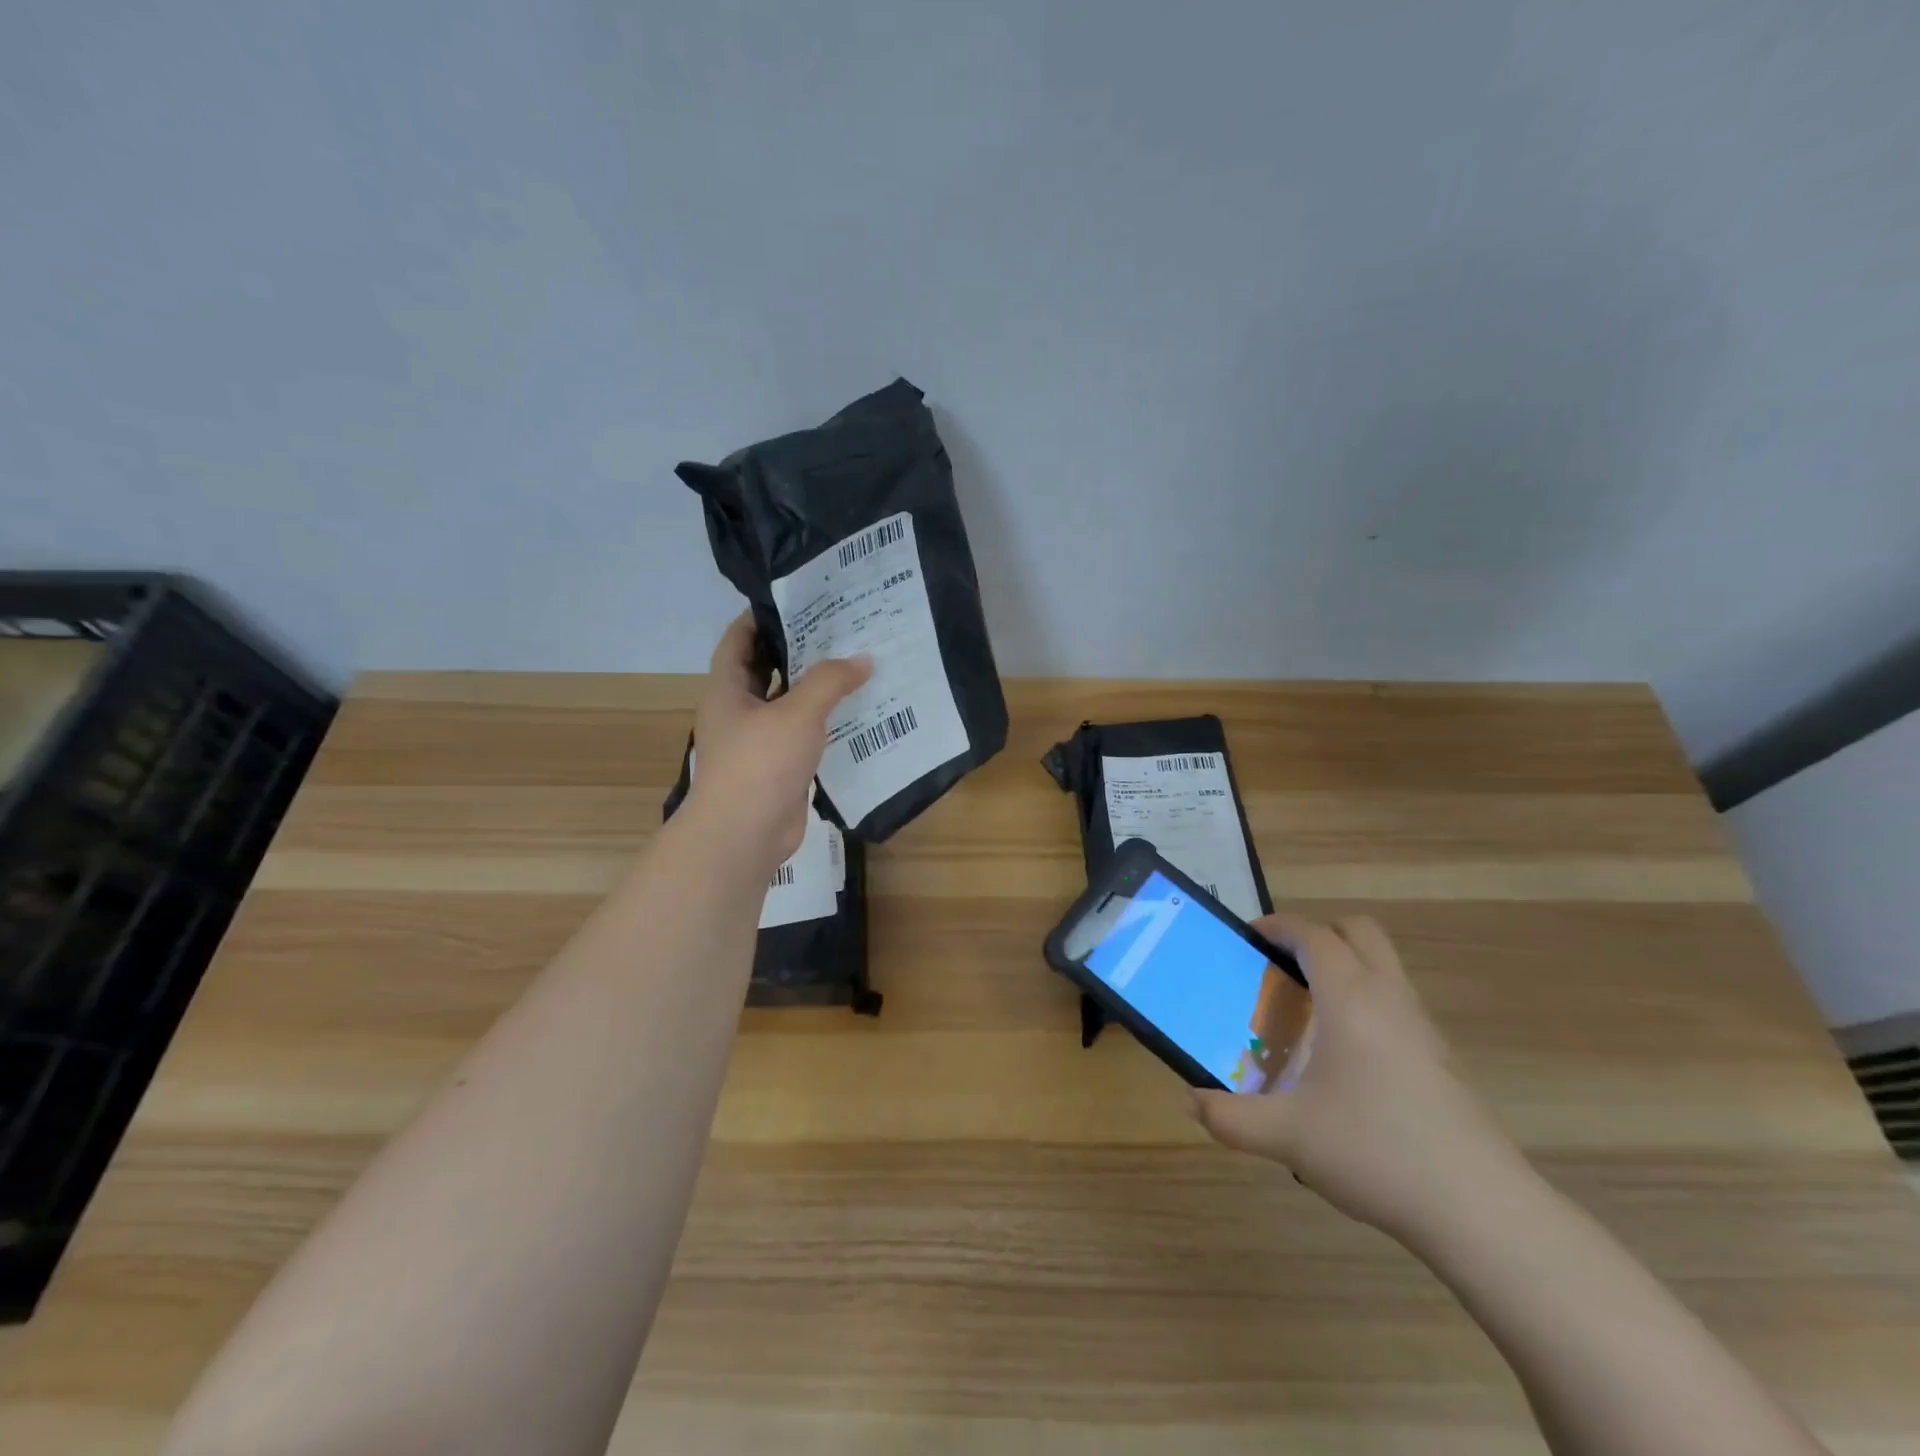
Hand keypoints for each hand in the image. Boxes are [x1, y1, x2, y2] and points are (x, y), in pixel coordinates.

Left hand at [685, 613, 870, 866]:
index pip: (739, 640)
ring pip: (787, 705)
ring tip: (854, 666)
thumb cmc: (760, 763)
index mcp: (728, 690)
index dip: (762, 617)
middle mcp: (738, 711)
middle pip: (766, 670)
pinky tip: (855, 714)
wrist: (745, 834)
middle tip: (838, 630)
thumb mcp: (798, 713)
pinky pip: (801, 735)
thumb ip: (831, 681)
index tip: (798, 600)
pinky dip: (823, 723)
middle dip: (797, 650)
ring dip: (815, 689)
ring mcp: (756, 742)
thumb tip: (863, 659)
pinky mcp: (777, 768)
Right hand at [1192, 911, 1523, 1243]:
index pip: (1313, 934)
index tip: (1248, 938)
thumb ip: (1231, 1118)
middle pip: (1357, 931)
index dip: (1277, 926)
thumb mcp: (1288, 1136)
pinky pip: (1397, 1001)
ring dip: (1345, 965)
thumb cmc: (1376, 1152)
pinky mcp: (1442, 1059)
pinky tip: (1345, 1055)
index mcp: (1350, 997)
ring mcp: (1422, 1027)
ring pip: (1383, 965)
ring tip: (1307, 1008)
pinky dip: (1366, 1000)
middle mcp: (1389, 997)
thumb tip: (1191, 1103)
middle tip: (1282, 964)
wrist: (1481, 1211)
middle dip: (1317, 933)